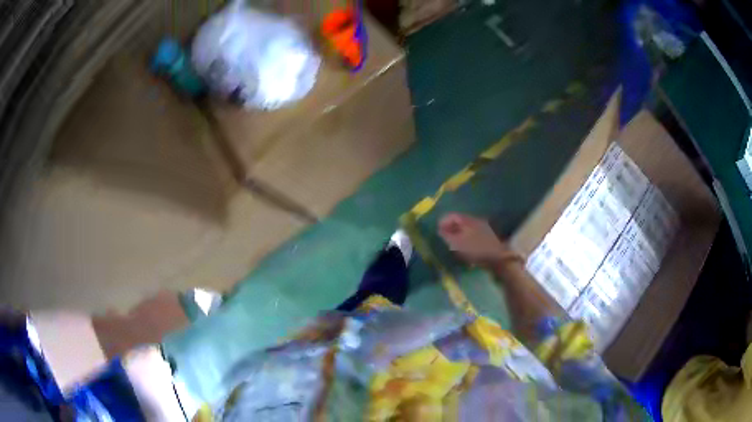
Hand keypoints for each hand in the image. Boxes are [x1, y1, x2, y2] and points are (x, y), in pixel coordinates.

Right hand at [438, 213, 513, 266]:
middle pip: (459, 221)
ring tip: (452, 244)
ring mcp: (483, 228)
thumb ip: (447, 235)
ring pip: (466, 228)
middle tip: (444, 237)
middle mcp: (476, 221)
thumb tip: (440, 230)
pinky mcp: (487, 237)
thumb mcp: (458, 243)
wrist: (498, 257)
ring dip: (457, 234)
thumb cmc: (476, 249)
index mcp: (468, 220)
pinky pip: (472, 234)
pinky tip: (464, 248)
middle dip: (450, 228)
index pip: (452, 216)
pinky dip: (465, 238)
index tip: (437, 230)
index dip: (443, 221)